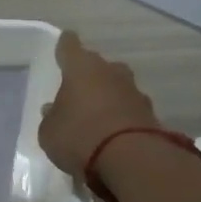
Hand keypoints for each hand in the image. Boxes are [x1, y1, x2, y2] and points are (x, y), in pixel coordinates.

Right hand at [38, 30, 159, 177]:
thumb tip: (54, 109)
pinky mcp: (150, 113)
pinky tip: (113, 131)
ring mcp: (134, 91)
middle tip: (77, 88)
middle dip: (88, 74)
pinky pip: (129, 108)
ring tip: (95, 113)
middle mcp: (110, 72)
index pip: (69, 46)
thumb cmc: (79, 136)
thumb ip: (51, 117)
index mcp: (81, 68)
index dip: (65, 45)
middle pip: (97, 65)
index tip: (64, 42)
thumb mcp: (49, 132)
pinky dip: (121, 115)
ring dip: (107, 95)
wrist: (131, 159)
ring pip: (116, 86)